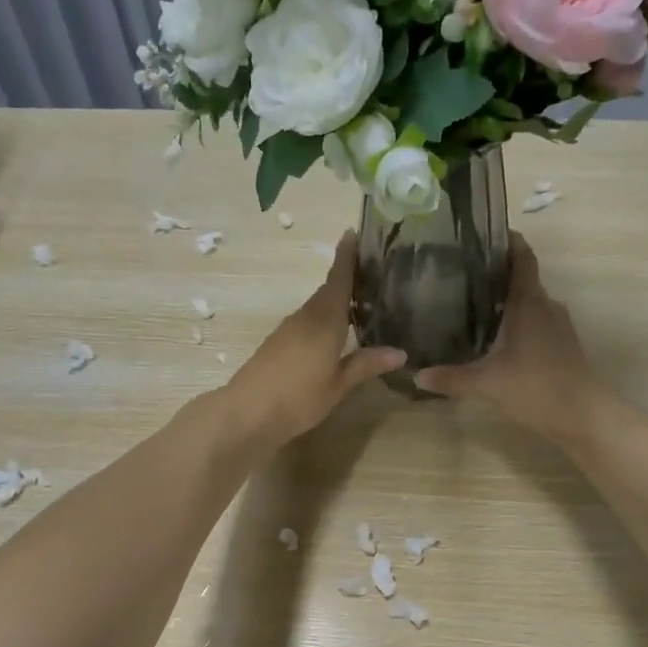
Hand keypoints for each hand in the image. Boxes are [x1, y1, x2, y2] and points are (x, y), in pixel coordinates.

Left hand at [229, 232, 404, 445]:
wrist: (246, 413)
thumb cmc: (298, 398)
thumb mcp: (338, 385)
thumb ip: (366, 365)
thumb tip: (400, 352)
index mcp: (324, 321)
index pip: (338, 280)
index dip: (346, 257)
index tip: (353, 233)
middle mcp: (306, 317)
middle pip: (328, 291)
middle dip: (346, 278)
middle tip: (372, 271)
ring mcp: (288, 330)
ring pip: (317, 307)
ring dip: (335, 300)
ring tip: (360, 300)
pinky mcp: (278, 343)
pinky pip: (307, 321)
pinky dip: (323, 318)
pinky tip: (335, 332)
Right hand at [413, 235, 602, 442]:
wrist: (584, 416)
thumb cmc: (536, 387)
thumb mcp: (487, 384)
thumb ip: (451, 378)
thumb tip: (416, 375)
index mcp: (529, 303)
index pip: (522, 258)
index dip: (508, 241)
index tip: (486, 233)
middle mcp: (546, 306)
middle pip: (523, 279)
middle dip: (497, 274)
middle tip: (463, 274)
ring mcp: (558, 326)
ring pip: (530, 303)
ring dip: (508, 300)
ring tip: (474, 304)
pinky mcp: (562, 345)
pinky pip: (536, 322)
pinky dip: (518, 322)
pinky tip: (497, 338)